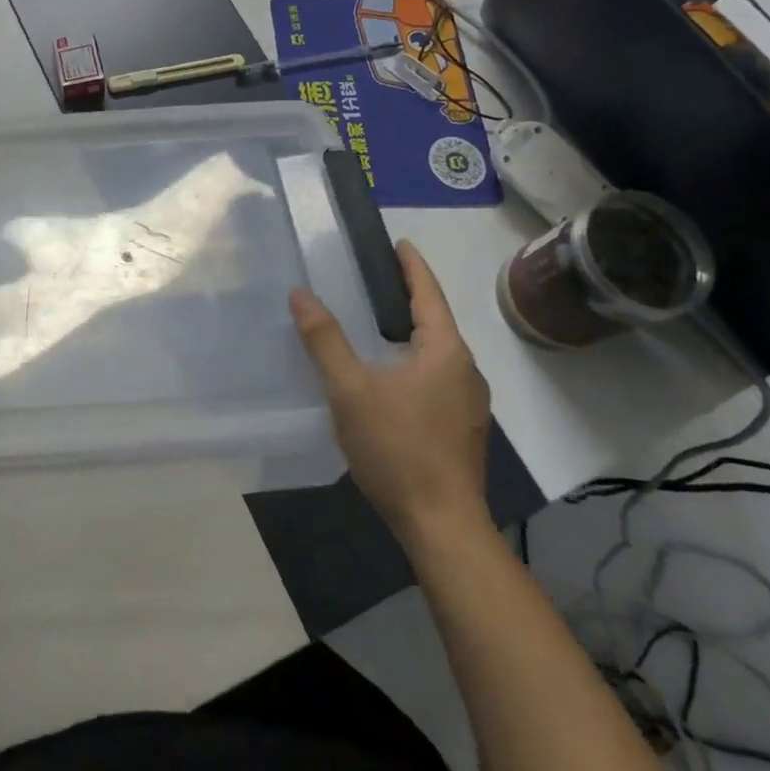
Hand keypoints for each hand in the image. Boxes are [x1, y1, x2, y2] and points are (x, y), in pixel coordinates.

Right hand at [291, 239, 491, 550]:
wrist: (442, 527)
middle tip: (371, 279)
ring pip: (436, 351)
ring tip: (374, 321)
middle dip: (407, 296)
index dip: (411, 265)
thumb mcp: (350, 390)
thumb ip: (325, 340)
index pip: (429, 292)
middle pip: (436, 319)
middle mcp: (465, 369)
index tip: (397, 242)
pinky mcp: (462, 427)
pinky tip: (388, 373)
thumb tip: (301, 294)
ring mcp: (468, 402)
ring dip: (410, 330)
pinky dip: (413, 359)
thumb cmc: (398, 448)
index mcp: (446, 351)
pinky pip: (437, 375)